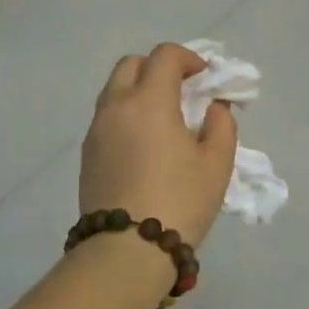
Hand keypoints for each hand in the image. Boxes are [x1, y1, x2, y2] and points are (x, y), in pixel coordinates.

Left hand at [80, 43, 237, 249]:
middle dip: (158, 67)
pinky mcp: (87, 154)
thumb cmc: (179, 202)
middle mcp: (116, 106)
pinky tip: (145, 144)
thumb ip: (221, 125)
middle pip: (131, 64)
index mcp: (149, 101)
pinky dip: (126, 114)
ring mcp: (96, 130)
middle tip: (181, 91)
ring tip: (164, 120)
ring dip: (139, 90)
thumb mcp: (217, 164)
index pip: (164, 56)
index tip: (205, 78)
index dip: (188, 58)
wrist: (126, 252)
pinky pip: (107, 117)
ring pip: (114, 90)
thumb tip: (213, 106)